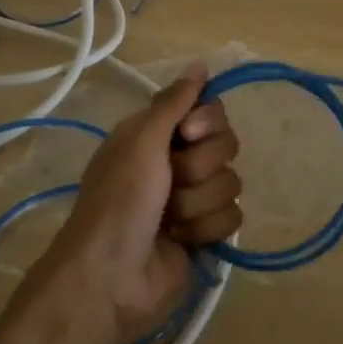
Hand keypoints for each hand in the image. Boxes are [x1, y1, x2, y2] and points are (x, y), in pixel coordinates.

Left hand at [10, 65, 241, 343]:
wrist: (110, 278)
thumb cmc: (119, 202)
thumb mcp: (140, 143)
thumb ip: (173, 103)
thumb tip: (200, 65)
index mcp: (157, 135)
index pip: (209, 110)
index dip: (207, 122)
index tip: (188, 135)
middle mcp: (176, 161)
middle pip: (225, 145)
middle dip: (200, 168)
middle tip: (171, 181)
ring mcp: (192, 199)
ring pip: (230, 183)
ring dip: (198, 203)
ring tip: (170, 220)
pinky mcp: (205, 232)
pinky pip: (232, 217)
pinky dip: (206, 229)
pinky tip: (183, 240)